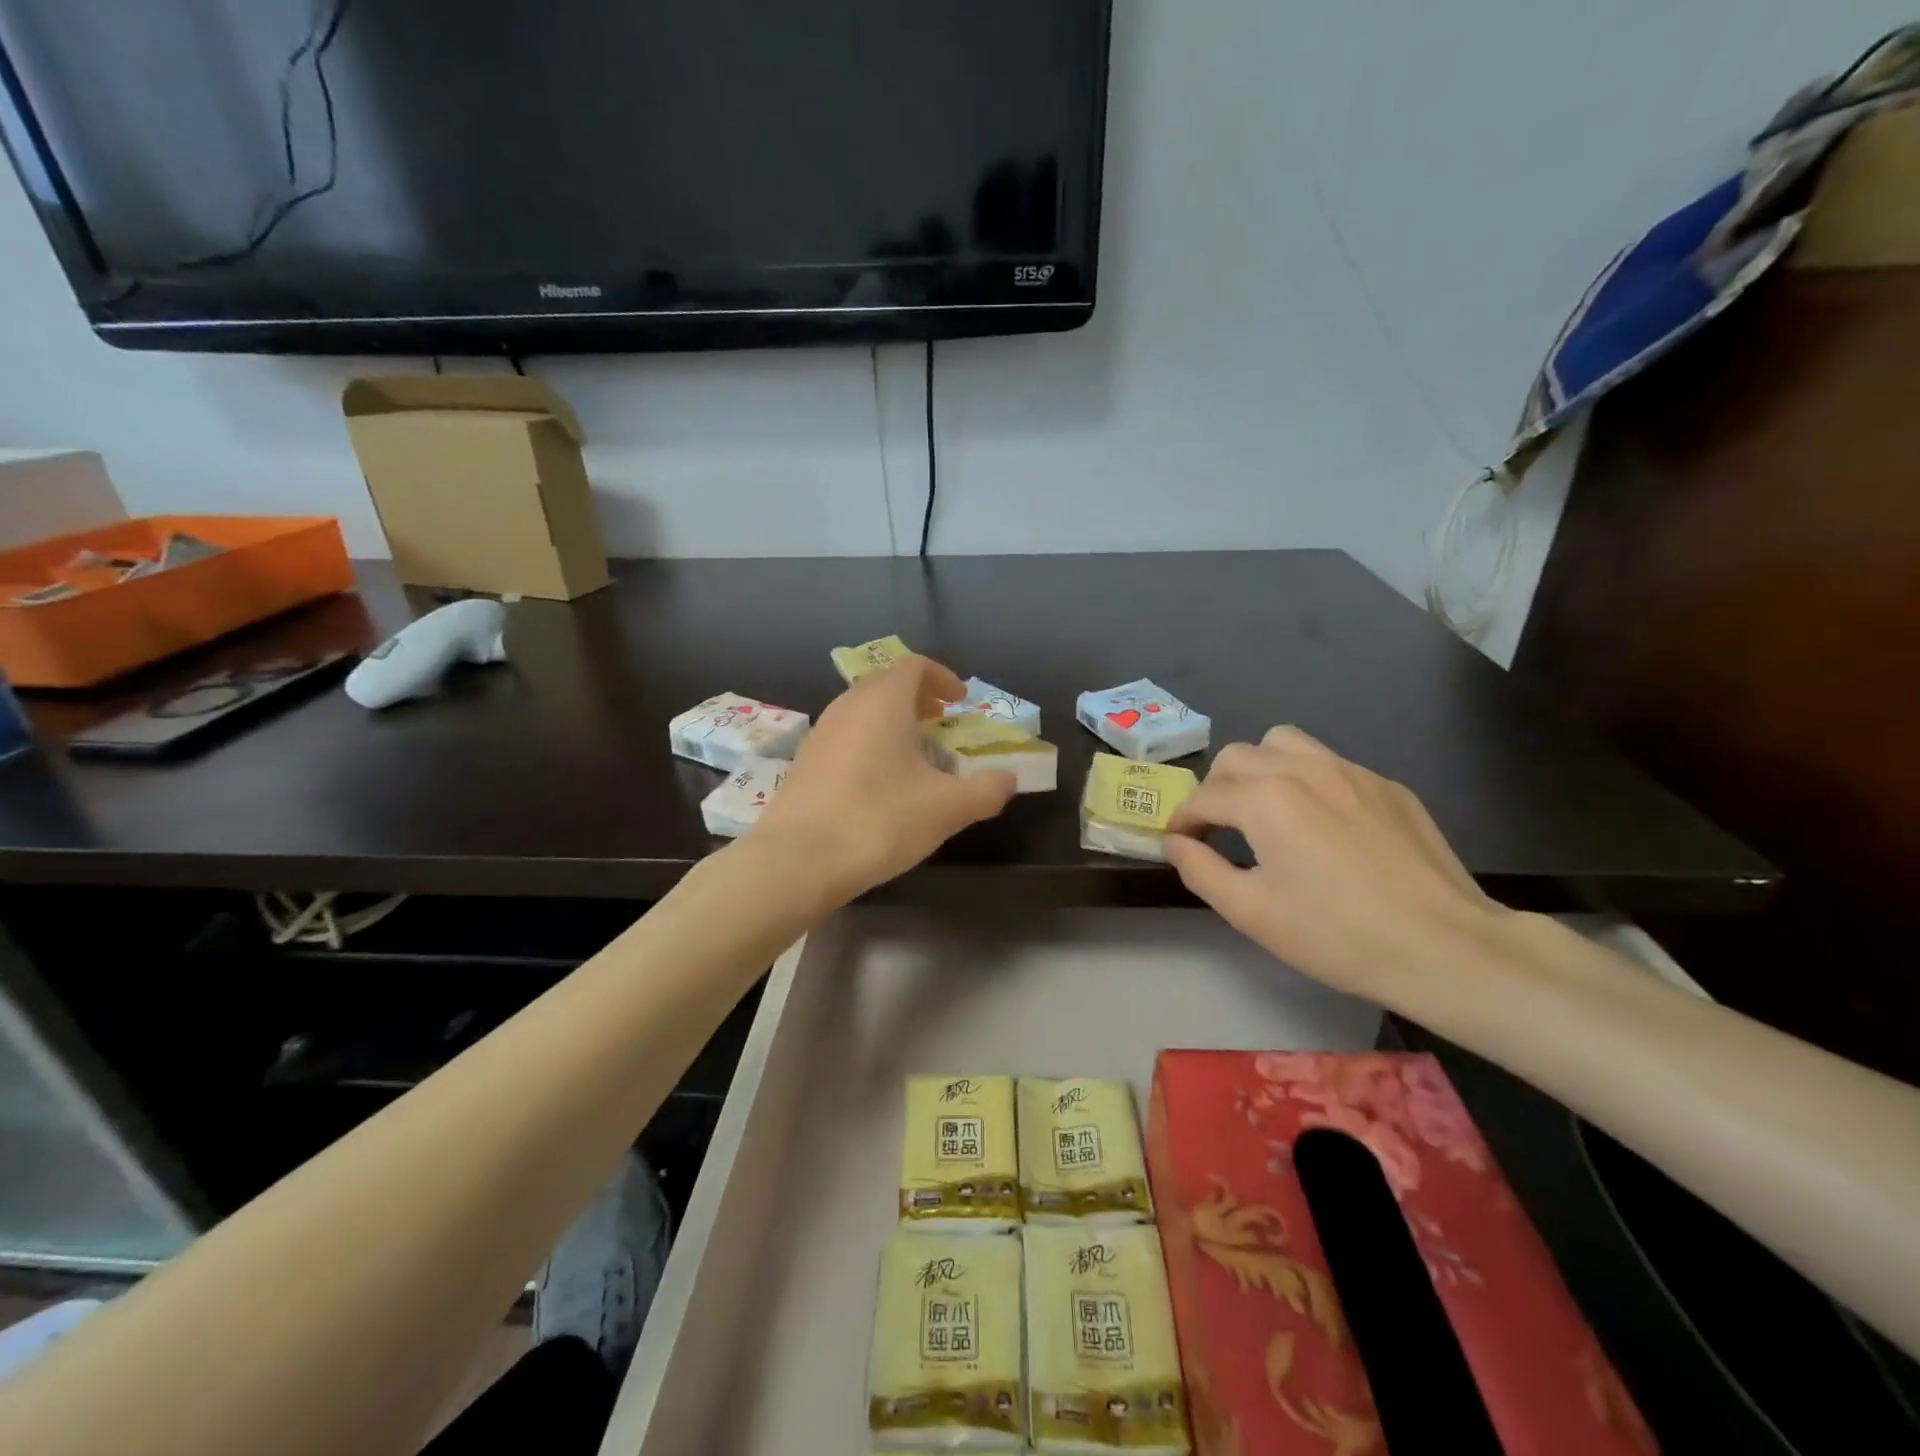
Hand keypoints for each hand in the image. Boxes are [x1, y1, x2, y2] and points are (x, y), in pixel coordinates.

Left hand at [756, 656, 1016, 900]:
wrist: (797, 860)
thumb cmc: (879, 821)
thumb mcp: (947, 808)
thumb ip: (986, 790)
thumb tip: (1008, 779)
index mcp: (884, 702)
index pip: (914, 666)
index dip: (942, 677)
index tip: (960, 702)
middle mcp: (848, 706)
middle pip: (886, 684)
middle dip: (918, 697)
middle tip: (941, 721)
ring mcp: (821, 733)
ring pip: (863, 710)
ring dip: (893, 720)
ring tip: (914, 752)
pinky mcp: (804, 761)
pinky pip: (846, 735)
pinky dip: (870, 741)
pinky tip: (879, 781)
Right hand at [1163, 727, 1510, 1005]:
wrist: (1446, 947)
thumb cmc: (1336, 934)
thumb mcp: (1250, 912)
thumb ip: (1199, 870)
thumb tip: (1174, 842)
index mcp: (1264, 798)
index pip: (1203, 797)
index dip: (1183, 821)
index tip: (1180, 845)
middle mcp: (1302, 769)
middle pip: (1236, 757)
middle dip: (1215, 789)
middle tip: (1219, 829)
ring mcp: (1351, 771)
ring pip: (1283, 743)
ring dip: (1259, 768)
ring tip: (1264, 809)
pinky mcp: (1387, 785)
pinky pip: (1329, 763)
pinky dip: (1306, 780)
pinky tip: (1323, 825)